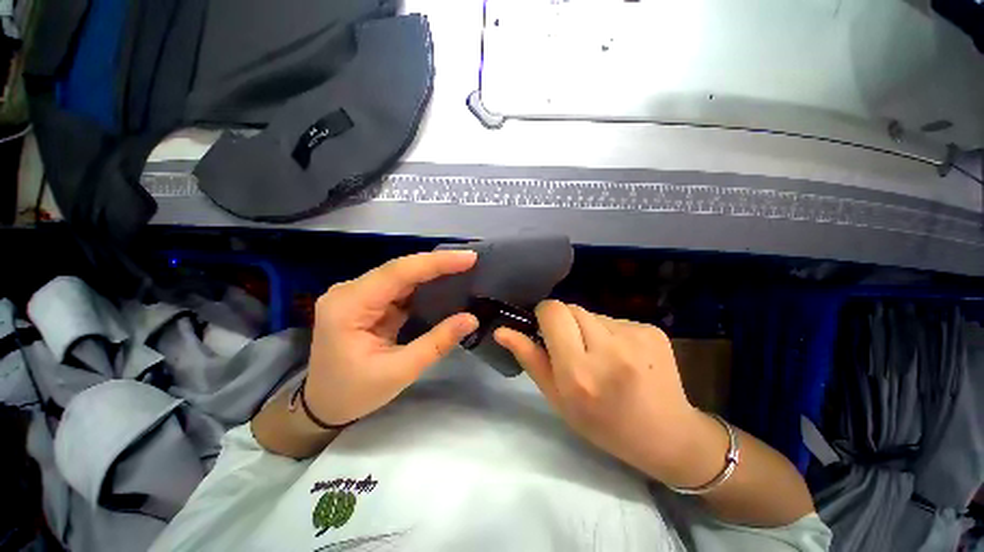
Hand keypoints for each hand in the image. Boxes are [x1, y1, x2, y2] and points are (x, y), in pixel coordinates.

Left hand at [304, 251, 479, 425]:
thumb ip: (437, 342)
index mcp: (348, 306)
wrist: (323, 405)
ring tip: (463, 267)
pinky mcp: (367, 302)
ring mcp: (357, 295)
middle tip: (470, 260)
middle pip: (399, 269)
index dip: (435, 262)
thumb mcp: (399, 372)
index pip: (397, 273)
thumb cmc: (354, 393)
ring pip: (401, 275)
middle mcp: (349, 291)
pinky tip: (443, 282)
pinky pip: (400, 287)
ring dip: (432, 271)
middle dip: (437, 263)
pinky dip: (423, 284)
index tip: (468, 257)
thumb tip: (471, 318)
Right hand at [495, 301, 705, 483]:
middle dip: (565, 322)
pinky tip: (623, 357)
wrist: (667, 435)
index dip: (544, 316)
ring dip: (588, 328)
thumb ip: (530, 359)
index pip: (553, 312)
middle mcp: (609, 349)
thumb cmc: (603, 424)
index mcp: (580, 372)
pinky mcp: (651, 329)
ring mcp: (635, 336)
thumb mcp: (558, 399)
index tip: (546, 331)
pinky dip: (609, 333)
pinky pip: (614, 319)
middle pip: (571, 307)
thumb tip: (501, 330)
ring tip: (601, 356)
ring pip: (592, 313)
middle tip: (574, 349)